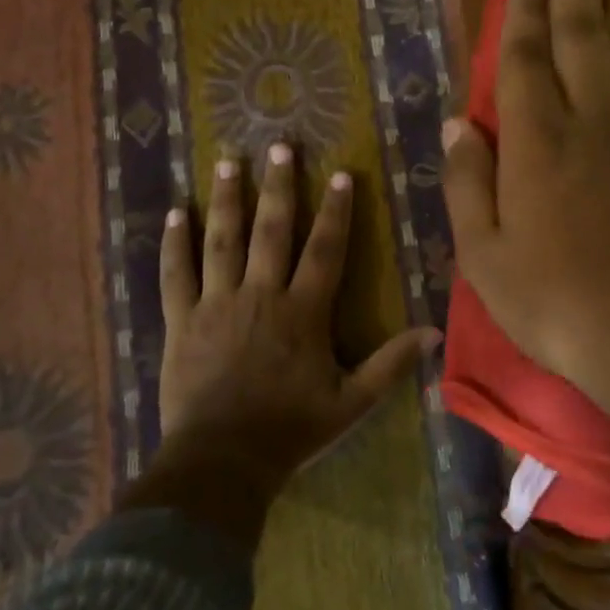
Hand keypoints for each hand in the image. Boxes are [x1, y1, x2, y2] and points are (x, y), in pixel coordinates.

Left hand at [158, 144, 434, 490]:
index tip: (339, 174)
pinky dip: (174, 243)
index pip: (325, 250)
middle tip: (278, 146)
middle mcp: (260, 295)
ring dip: (227, 199)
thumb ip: (390, 364)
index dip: (335, 211)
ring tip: (229, 161)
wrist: (222, 463)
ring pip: (222, 241)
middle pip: (271, 231)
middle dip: (278, 186)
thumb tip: (434, 333)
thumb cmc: (290, 431)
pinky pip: (176, 275)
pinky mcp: (181, 321)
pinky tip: (176, 212)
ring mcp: (216, 304)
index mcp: (303, 312)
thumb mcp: (351, 403)